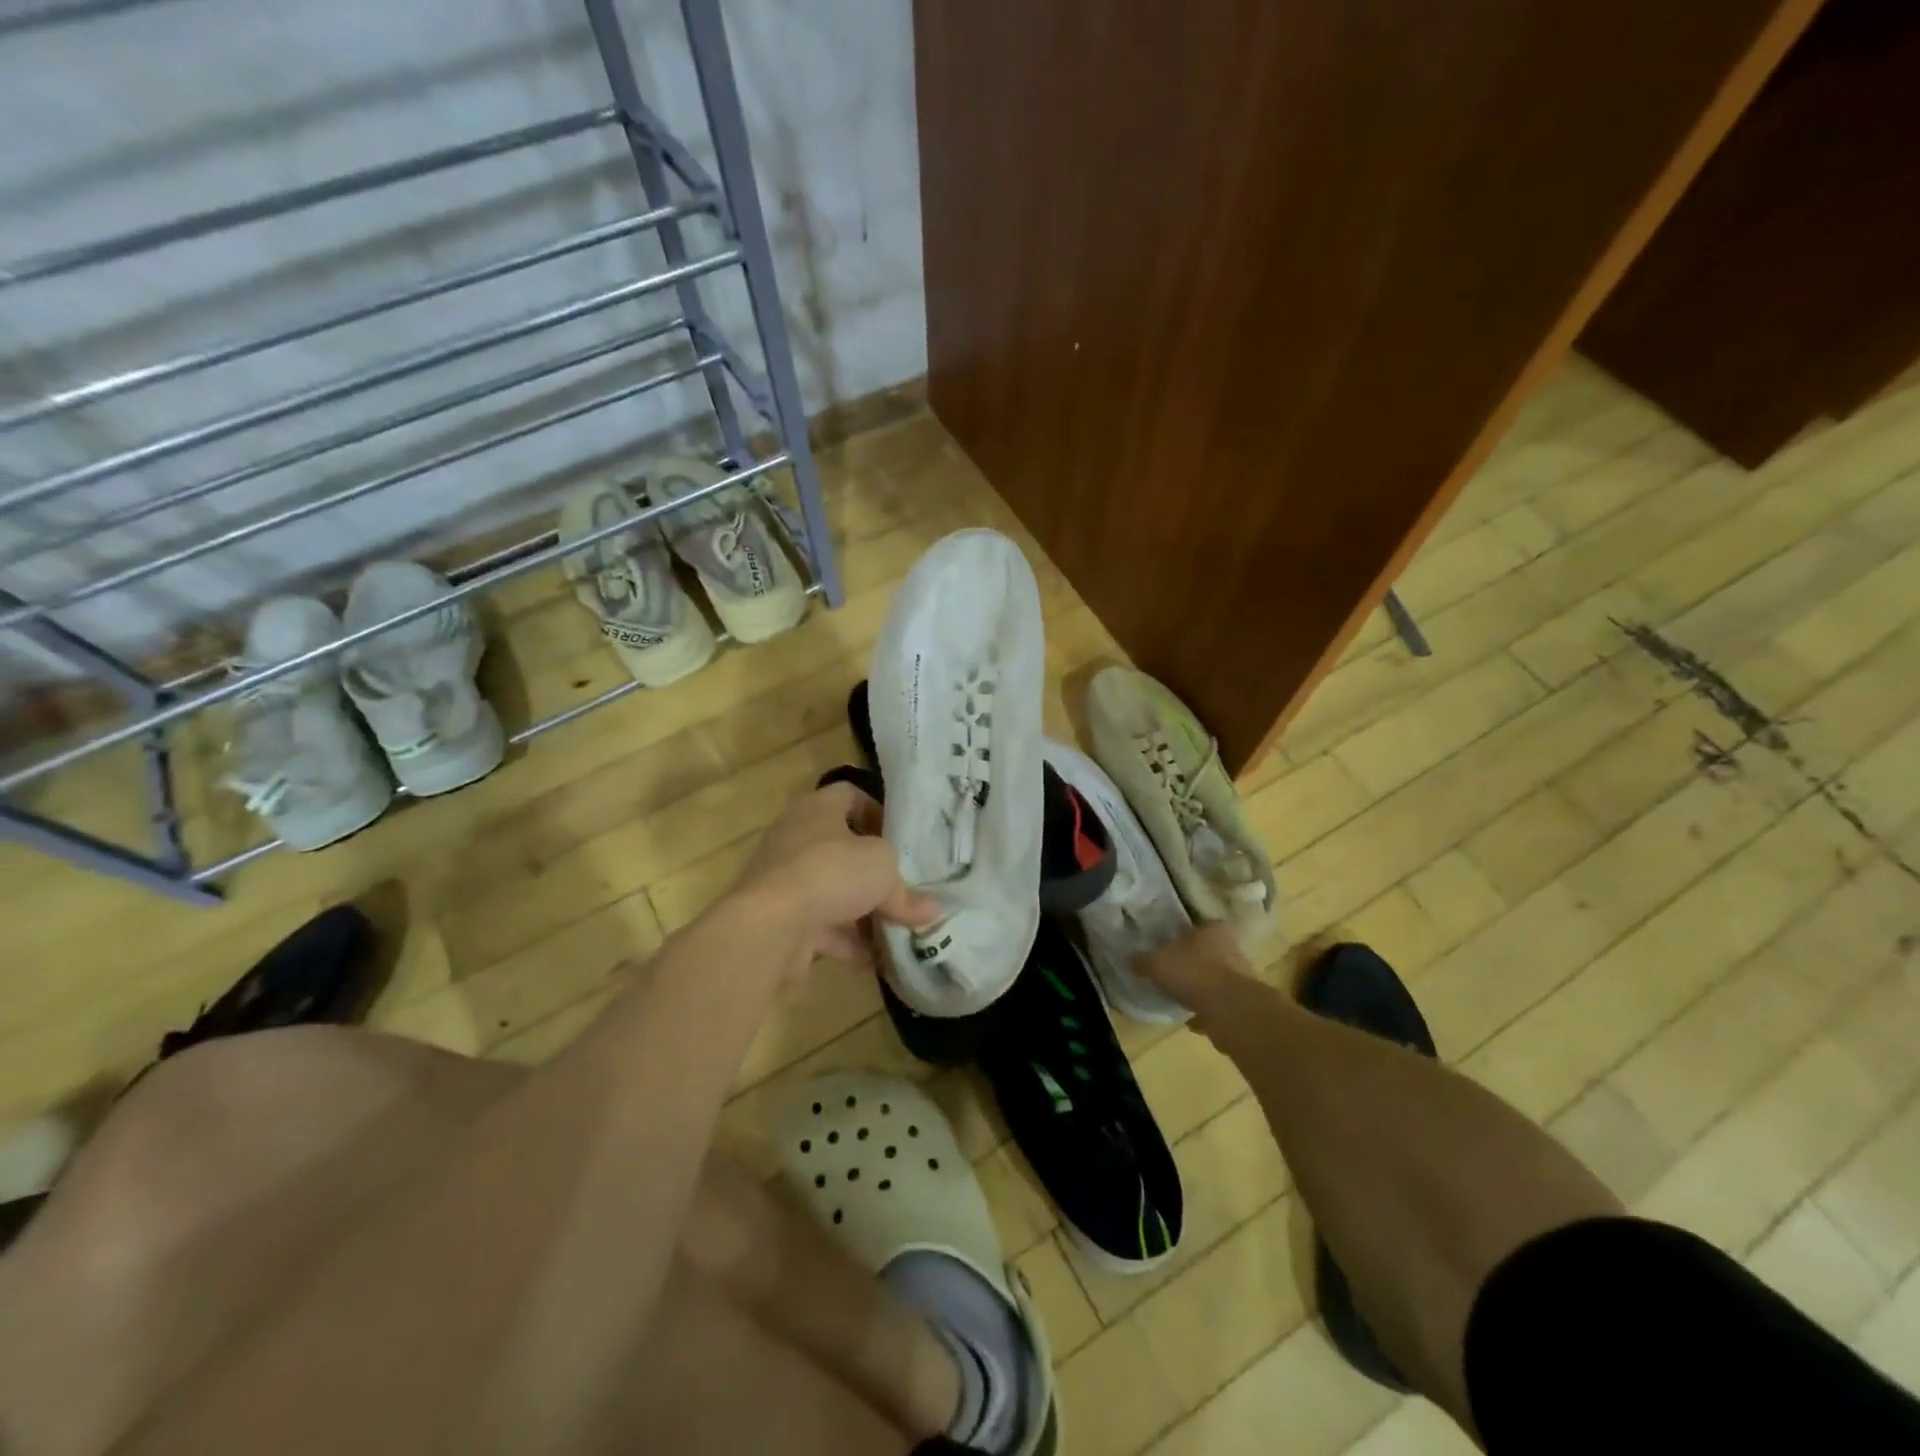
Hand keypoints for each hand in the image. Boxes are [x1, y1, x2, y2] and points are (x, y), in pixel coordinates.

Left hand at [734, 781, 940, 971]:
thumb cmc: (830, 872)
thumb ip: (906, 891)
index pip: (849, 795)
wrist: (769, 926)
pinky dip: (848, 942)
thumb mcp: (883, 870)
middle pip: (843, 849)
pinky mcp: (781, 920)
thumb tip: (931, 911)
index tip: (899, 837)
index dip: (876, 811)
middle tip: (904, 888)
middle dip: (874, 873)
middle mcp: (796, 838)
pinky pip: (822, 927)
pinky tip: (876, 961)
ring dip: (864, 912)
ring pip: (833, 892)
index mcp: (817, 809)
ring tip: (898, 930)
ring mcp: (785, 881)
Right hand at [1136, 922, 1253, 1029]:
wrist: (1230, 1011)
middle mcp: (1231, 948)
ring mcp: (1241, 976)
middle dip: (1191, 962)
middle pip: (1207, 952)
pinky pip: (1219, 1002)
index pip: (1197, 926)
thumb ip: (1142, 960)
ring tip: (1179, 996)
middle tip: (1171, 972)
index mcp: (1213, 929)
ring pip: (1214, 978)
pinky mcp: (1243, 1002)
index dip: (1180, 936)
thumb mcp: (1157, 963)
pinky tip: (1192, 1018)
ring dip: (1200, 987)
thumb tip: (1129, 959)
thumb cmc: (1193, 973)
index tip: (1167, 947)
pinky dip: (1207, 1009)